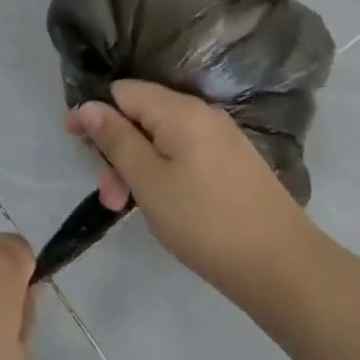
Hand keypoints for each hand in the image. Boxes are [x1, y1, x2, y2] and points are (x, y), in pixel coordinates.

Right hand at [66, 80, 316, 302]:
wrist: (284, 268)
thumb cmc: (206, 222)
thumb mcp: (148, 181)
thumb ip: (116, 139)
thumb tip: (89, 105)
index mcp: (179, 110)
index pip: (122, 91)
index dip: (95, 113)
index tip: (75, 143)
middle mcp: (201, 113)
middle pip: (141, 115)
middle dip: (116, 149)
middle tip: (108, 194)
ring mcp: (220, 138)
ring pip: (161, 138)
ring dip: (137, 167)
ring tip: (127, 208)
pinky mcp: (232, 163)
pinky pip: (183, 153)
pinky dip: (163, 172)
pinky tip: (161, 205)